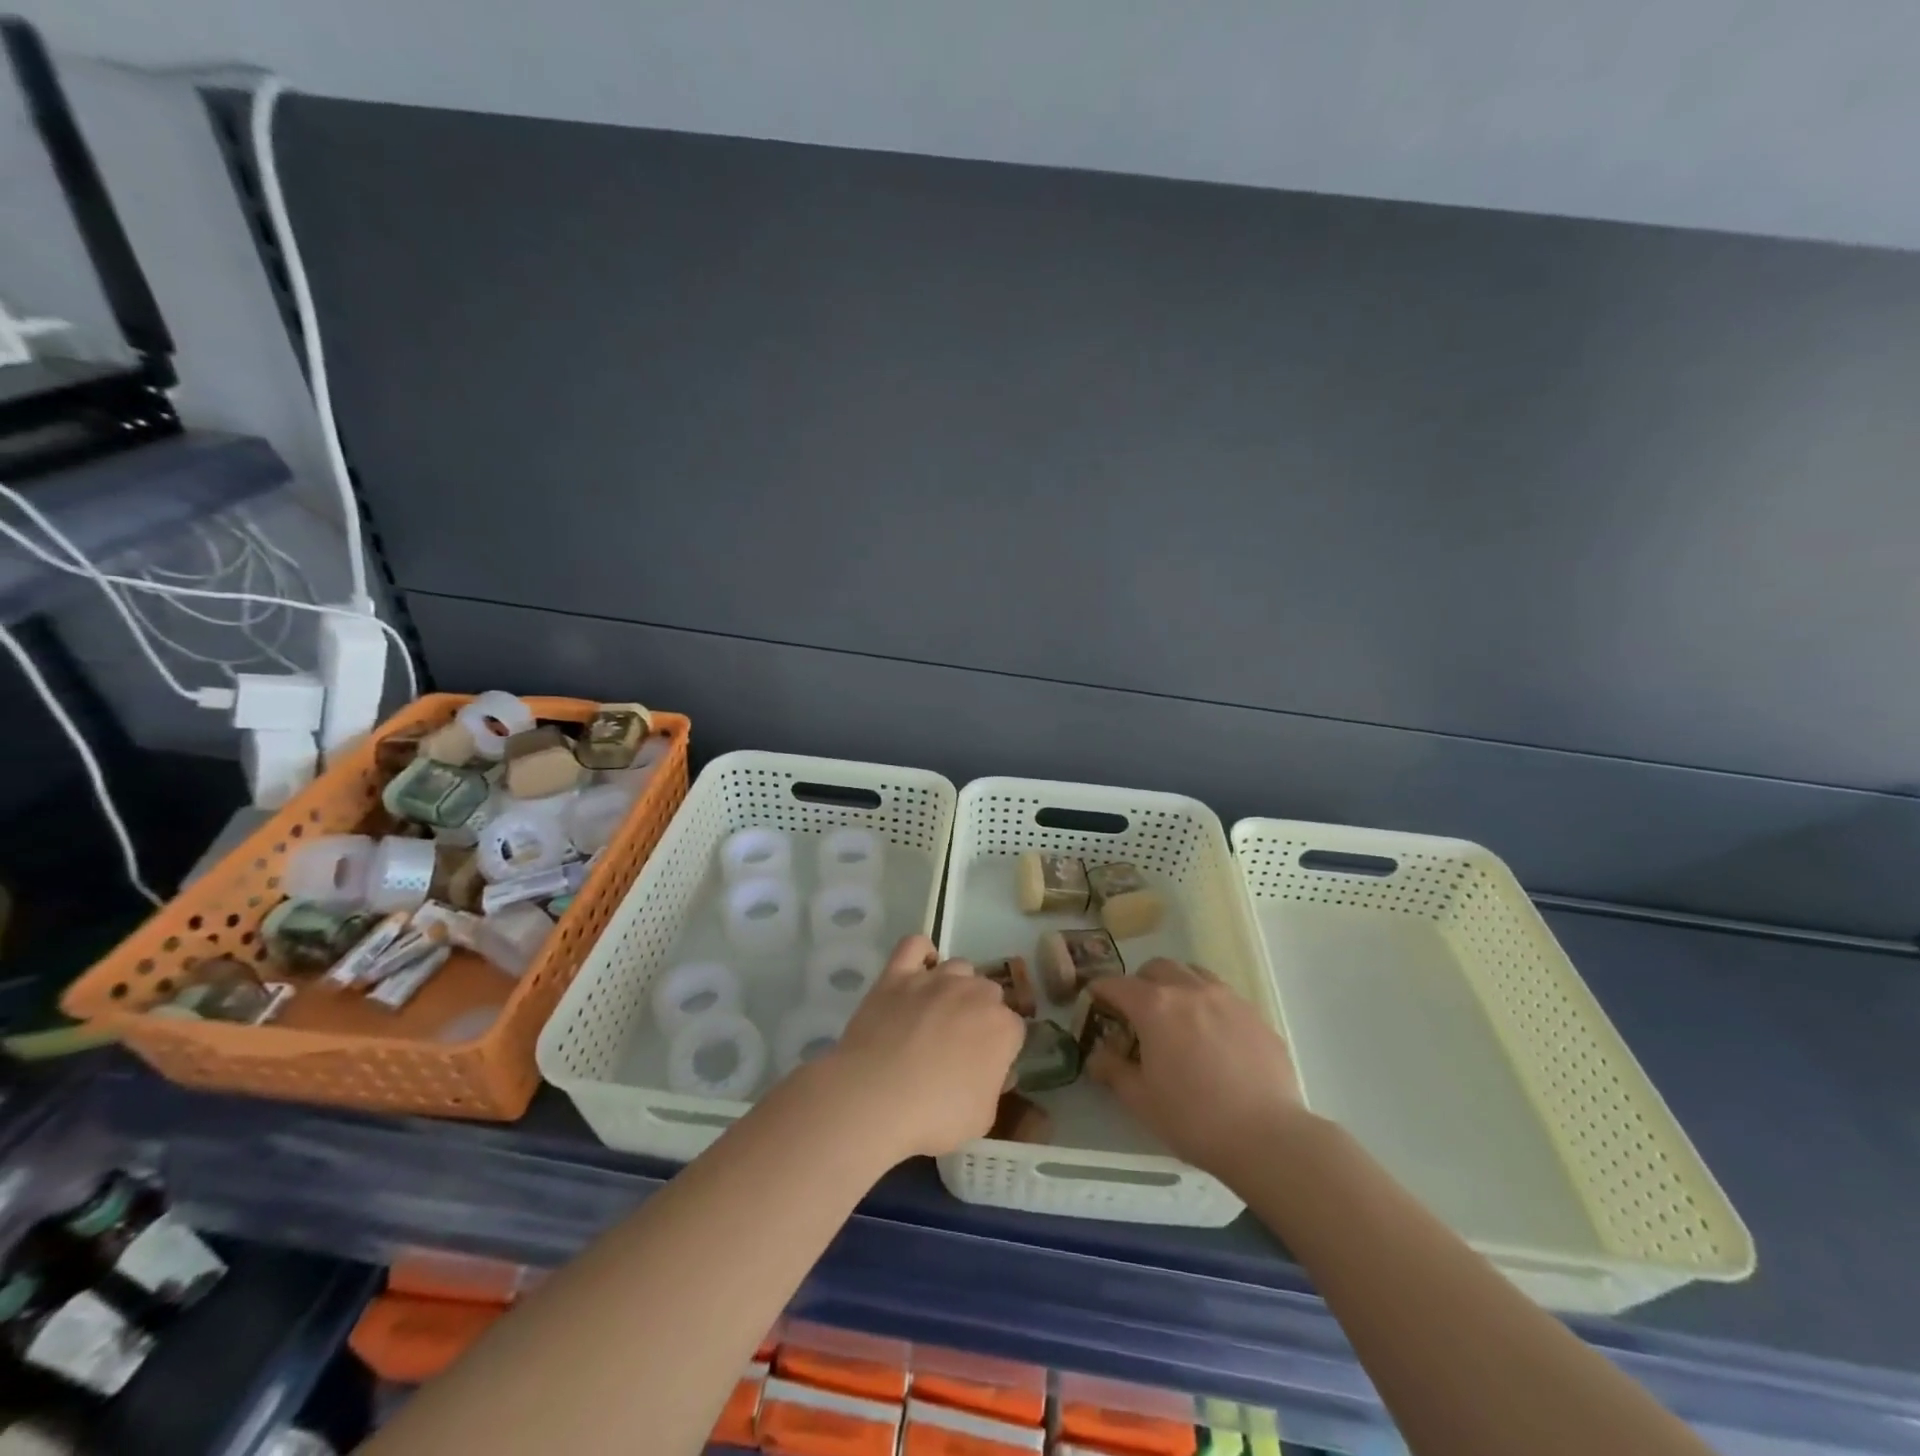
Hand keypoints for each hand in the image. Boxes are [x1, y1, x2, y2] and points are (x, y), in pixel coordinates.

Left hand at [820, 935, 1024, 1163]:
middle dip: (980, 1013)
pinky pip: (914, 945)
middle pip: (988, 992)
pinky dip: (920, 953)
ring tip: (937, 1013)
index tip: (985, 1066)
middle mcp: (974, 993)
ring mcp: (934, 979)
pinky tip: (918, 970)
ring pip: (958, 967)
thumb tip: (993, 1070)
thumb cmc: (935, 1116)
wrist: (875, 1098)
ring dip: (955, 986)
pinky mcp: (897, 974)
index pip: (1014, 1028)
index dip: (1000, 1048)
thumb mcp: (982, 1118)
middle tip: (959, 1043)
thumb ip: (994, 1086)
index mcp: (1002, 1027)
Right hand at [1087, 958, 1308, 1178]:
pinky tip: (1213, 1037)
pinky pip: (1223, 995)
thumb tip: (1097, 1055)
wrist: (1268, 1137)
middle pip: (1156, 968)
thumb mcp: (1141, 1100)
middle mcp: (1189, 989)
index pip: (1116, 984)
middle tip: (1137, 1013)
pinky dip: (1208, 1004)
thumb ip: (1113, 1070)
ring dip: (1176, 985)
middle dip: (1140, 983)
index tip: (1094, 1004)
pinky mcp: (1255, 1015)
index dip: (1100, 991)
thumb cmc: (1194, 1118)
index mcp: (1155, 1006)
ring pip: (1193, 973)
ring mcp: (1227, 998)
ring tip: (1176, 1017)